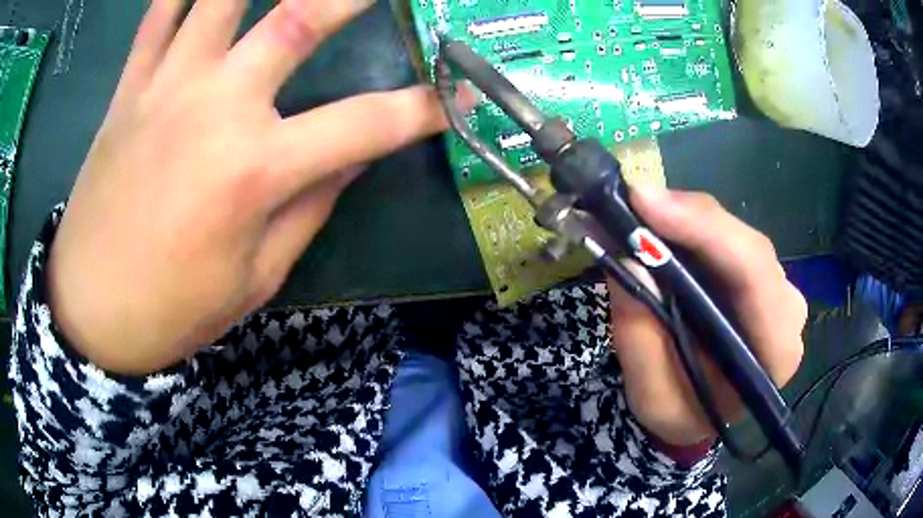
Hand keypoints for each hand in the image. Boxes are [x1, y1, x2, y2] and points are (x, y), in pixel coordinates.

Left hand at [47, 0, 471, 374]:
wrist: (91, 310)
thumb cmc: (173, 310)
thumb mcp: (256, 278)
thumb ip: (311, 206)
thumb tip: (356, 154)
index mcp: (254, 171)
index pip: (365, 124)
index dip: (420, 110)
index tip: (453, 98)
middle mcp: (215, 108)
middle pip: (299, 19)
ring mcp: (166, 87)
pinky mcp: (128, 89)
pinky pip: (157, 16)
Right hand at [608, 188, 806, 446]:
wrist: (700, 413)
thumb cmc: (681, 413)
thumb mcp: (651, 396)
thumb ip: (642, 334)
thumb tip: (629, 258)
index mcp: (775, 351)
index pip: (753, 275)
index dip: (705, 230)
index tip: (645, 204)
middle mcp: (787, 311)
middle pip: (748, 246)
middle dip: (691, 219)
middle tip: (634, 202)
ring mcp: (778, 289)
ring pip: (739, 235)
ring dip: (689, 221)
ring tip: (641, 215)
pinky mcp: (761, 277)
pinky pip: (730, 239)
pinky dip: (694, 228)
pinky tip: (665, 227)